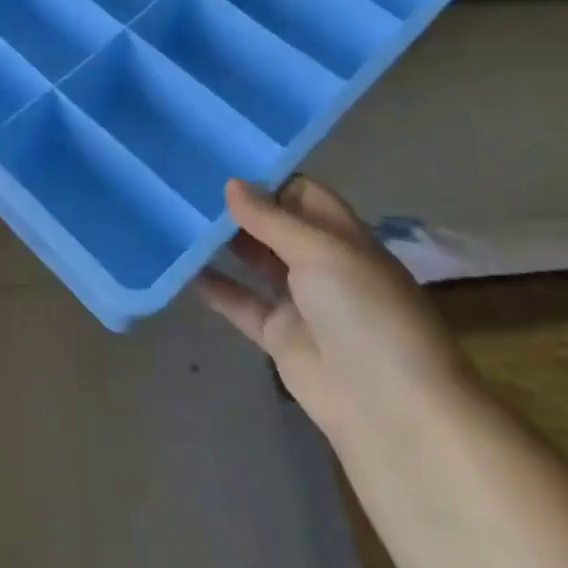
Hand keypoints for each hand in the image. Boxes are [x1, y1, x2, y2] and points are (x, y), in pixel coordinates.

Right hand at [196, 177, 466, 443]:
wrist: (390, 408)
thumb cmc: (364, 312)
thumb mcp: (321, 251)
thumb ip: (272, 219)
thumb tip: (231, 184)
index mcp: (344, 236)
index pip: (302, 194)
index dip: (267, 178)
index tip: (221, 159)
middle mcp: (323, 264)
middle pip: (275, 226)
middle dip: (238, 208)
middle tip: (188, 184)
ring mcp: (301, 302)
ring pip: (255, 262)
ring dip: (223, 244)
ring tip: (178, 217)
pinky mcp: (280, 337)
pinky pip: (242, 303)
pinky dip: (216, 287)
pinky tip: (181, 268)